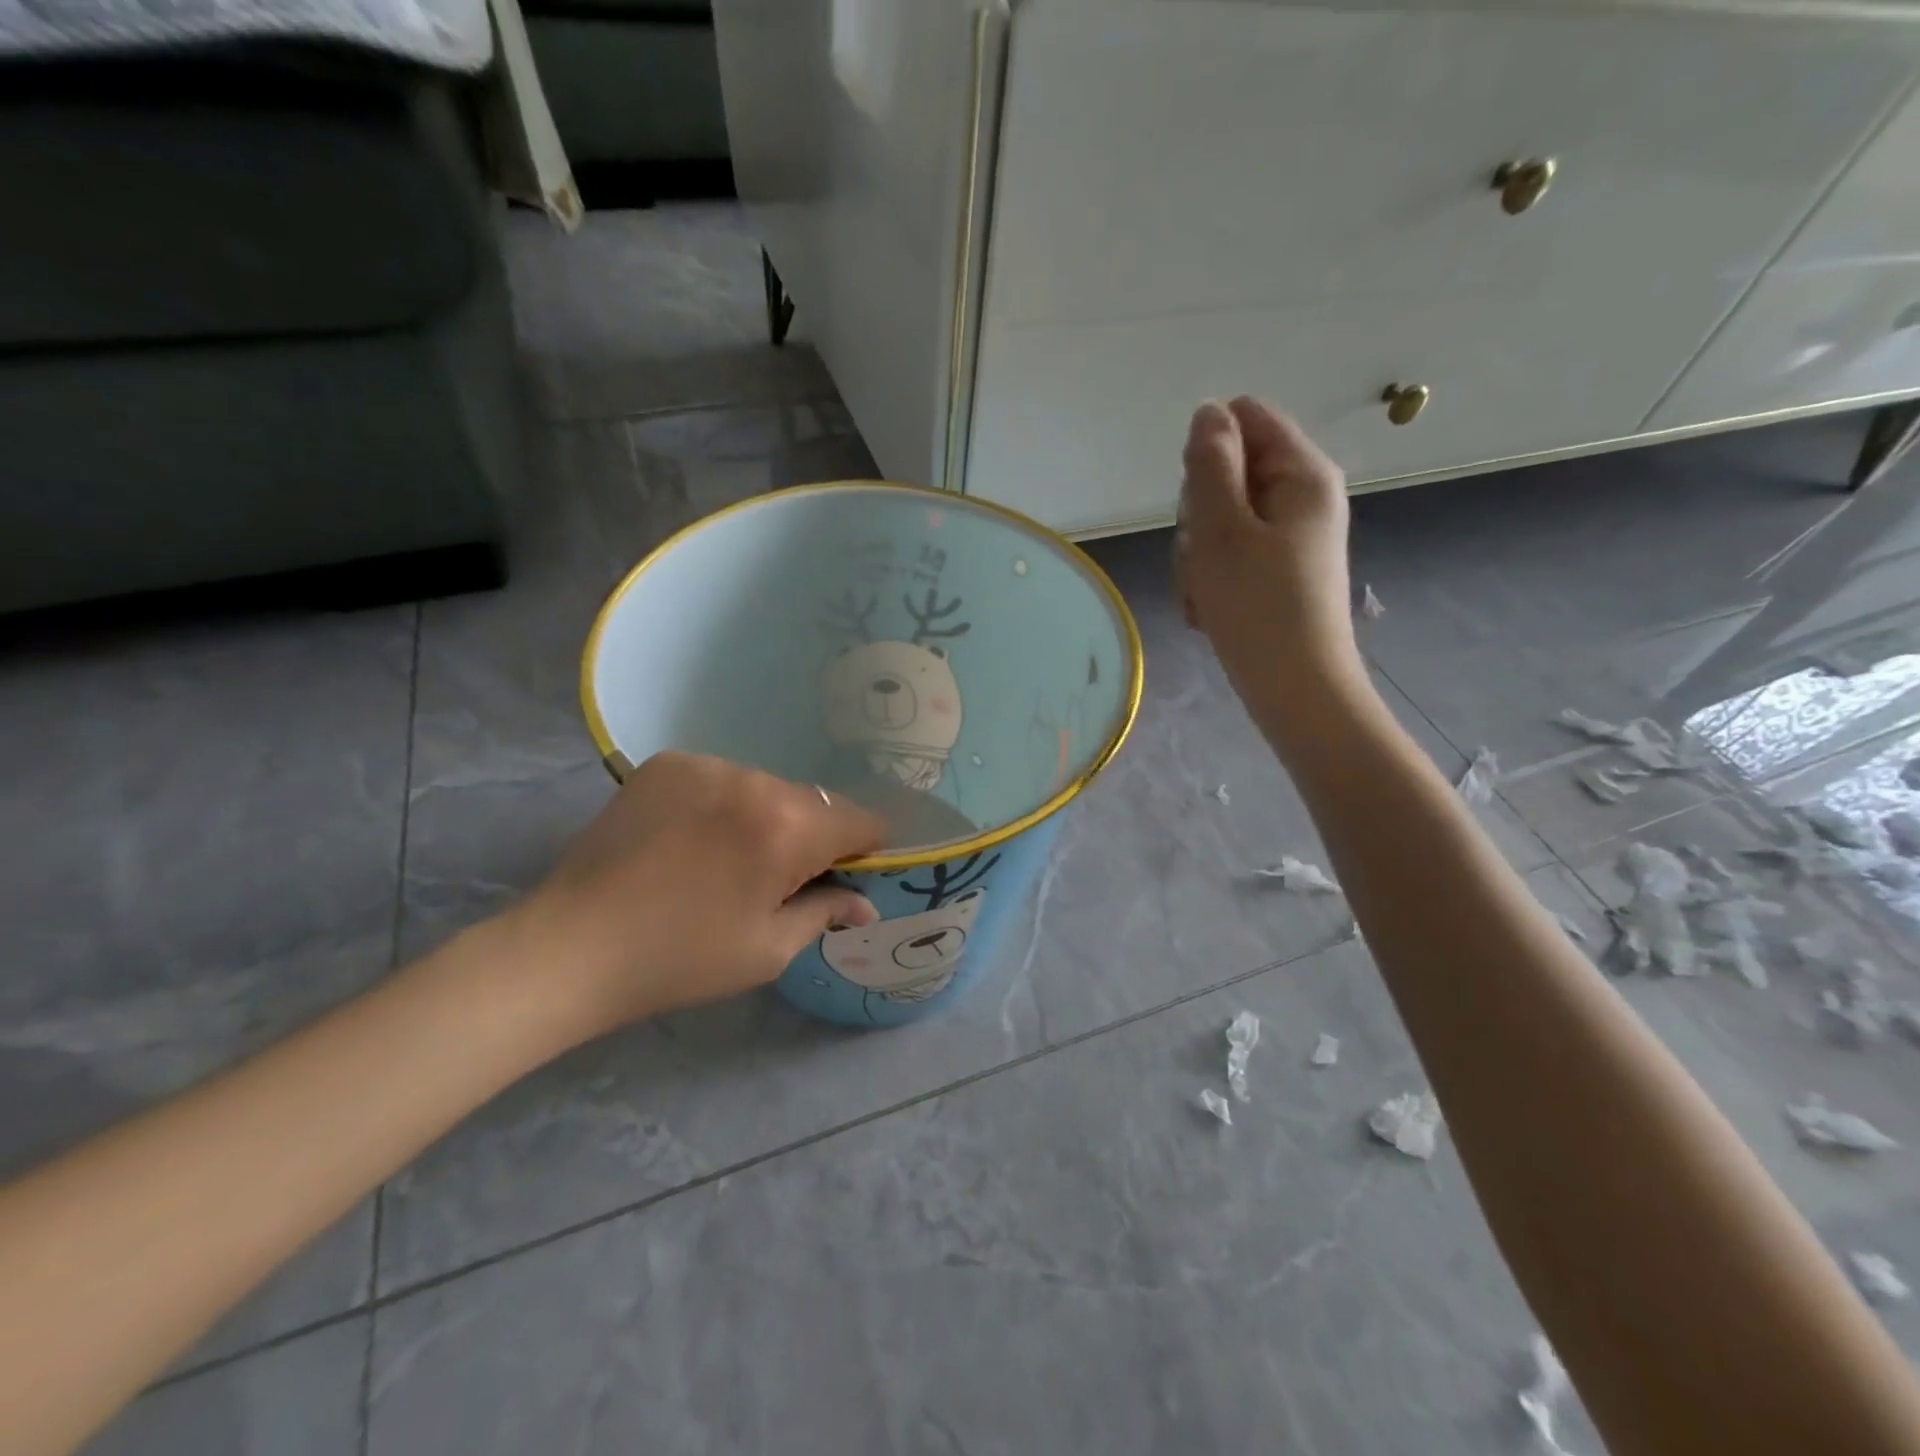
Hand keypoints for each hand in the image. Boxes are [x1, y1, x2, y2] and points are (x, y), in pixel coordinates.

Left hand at [504, 751, 885, 1038]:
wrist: (570, 948)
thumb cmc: (679, 959)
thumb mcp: (767, 950)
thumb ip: (826, 913)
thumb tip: (864, 903)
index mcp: (787, 828)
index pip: (861, 820)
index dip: (864, 849)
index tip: (844, 876)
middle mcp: (754, 780)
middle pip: (814, 802)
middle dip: (811, 836)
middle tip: (775, 879)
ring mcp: (706, 765)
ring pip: (766, 788)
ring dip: (764, 817)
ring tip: (724, 860)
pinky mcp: (667, 764)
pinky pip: (721, 778)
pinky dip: (721, 804)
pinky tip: (690, 839)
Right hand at [1176, 398, 1367, 716]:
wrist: (1293, 688)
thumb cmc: (1257, 606)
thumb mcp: (1221, 529)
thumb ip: (1210, 464)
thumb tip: (1208, 411)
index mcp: (1301, 473)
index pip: (1244, 418)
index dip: (1206, 454)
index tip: (1198, 502)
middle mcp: (1301, 497)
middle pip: (1227, 473)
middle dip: (1198, 515)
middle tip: (1201, 557)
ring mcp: (1289, 537)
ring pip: (1220, 520)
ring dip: (1197, 556)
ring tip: (1204, 594)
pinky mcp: (1276, 572)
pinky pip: (1229, 556)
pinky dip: (1210, 580)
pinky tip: (1209, 611)